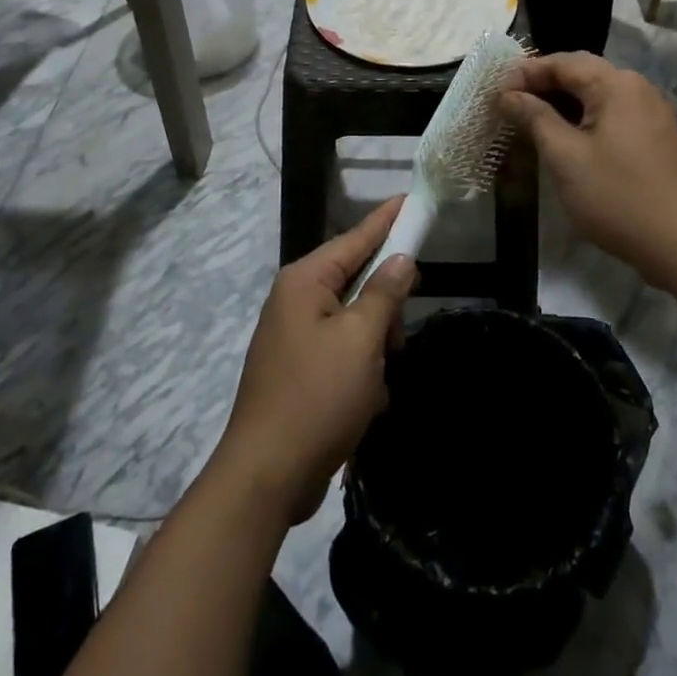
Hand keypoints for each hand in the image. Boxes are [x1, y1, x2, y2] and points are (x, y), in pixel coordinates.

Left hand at [213, 201, 416, 524]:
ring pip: (355, 322)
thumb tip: (401, 258)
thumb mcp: (360, 340)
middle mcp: (296, 301)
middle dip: (384, 309)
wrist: (266, 477)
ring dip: (375, 348)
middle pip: (357, 282)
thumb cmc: (317, 397)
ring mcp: (296, 337)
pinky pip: (344, 353)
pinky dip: (360, 373)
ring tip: (376, 383)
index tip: (410, 199)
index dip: (386, 220)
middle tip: (397, 338)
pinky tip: (365, 402)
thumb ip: (383, 294)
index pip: (355, 238)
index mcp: (305, 281)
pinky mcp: (300, 371)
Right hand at [496, 54, 676, 278]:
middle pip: (580, 73)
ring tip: (528, 123)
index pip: (561, 62)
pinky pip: (611, 115)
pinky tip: (563, 141)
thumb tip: (508, 95)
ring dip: (561, 104)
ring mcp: (650, 113)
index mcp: (615, 84)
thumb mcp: (565, 157)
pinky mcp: (655, 138)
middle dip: (542, 86)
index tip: (494, 95)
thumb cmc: (618, 197)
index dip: (524, 74)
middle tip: (507, 106)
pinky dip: (582, 120)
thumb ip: (535, 118)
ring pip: (596, 96)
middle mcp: (636, 88)